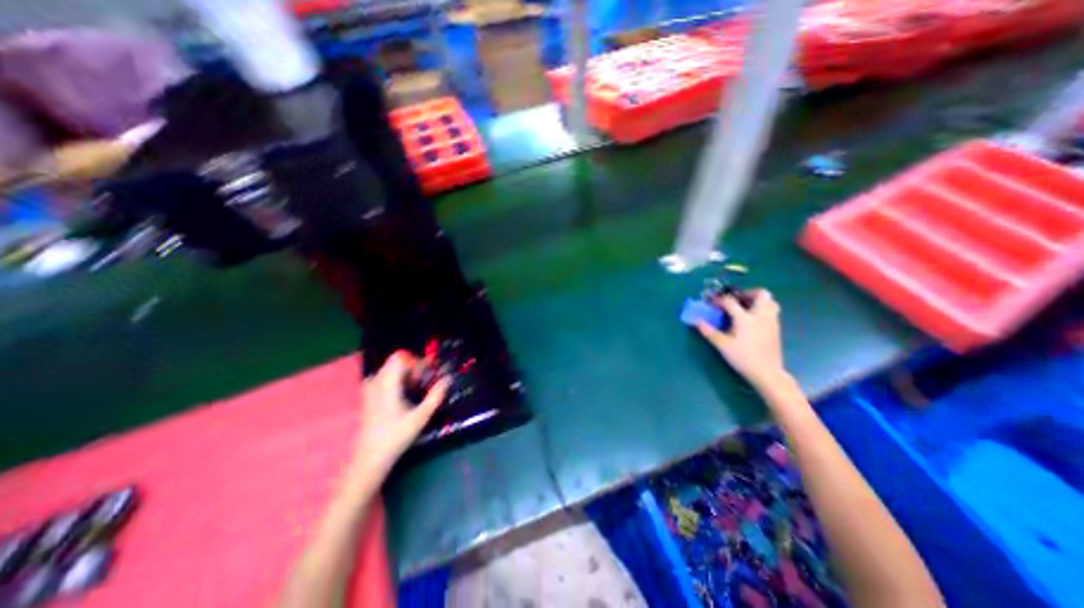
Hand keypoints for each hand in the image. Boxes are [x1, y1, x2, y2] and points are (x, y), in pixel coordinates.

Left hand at [349, 353, 446, 473]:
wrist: (369, 460)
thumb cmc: (396, 437)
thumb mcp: (421, 417)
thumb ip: (436, 396)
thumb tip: (448, 379)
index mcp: (387, 384)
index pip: (401, 358)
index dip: (417, 361)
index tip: (431, 371)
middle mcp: (375, 382)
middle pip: (395, 362)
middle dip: (413, 367)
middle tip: (426, 380)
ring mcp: (369, 390)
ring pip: (389, 370)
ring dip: (405, 374)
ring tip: (417, 387)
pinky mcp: (367, 398)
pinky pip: (382, 378)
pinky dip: (396, 380)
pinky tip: (404, 394)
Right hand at [695, 288, 788, 388]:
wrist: (767, 372)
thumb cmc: (743, 357)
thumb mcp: (722, 345)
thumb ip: (709, 331)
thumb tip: (696, 321)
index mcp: (745, 318)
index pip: (731, 302)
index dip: (719, 300)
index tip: (712, 302)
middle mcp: (761, 316)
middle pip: (761, 294)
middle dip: (748, 293)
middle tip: (737, 300)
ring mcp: (771, 321)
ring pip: (770, 302)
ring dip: (758, 300)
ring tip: (746, 308)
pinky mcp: (776, 328)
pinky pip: (772, 311)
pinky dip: (762, 309)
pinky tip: (752, 320)